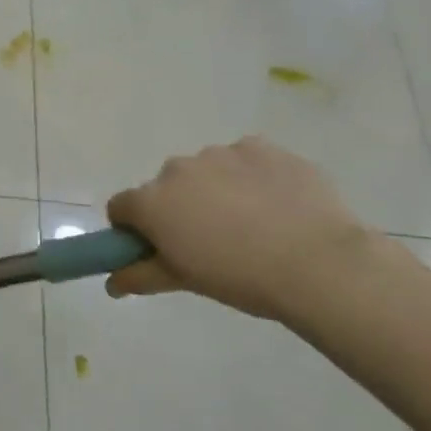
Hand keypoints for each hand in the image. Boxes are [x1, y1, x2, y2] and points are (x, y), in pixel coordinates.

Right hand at [105, 139, 373, 323]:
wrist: (318, 263)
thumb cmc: (240, 278)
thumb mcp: (185, 281)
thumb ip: (141, 276)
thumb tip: (111, 283)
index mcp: (152, 202)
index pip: (122, 207)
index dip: (134, 228)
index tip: (157, 247)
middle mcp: (178, 169)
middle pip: (165, 187)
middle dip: (178, 208)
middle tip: (211, 240)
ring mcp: (221, 153)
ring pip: (206, 171)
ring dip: (215, 190)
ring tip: (252, 223)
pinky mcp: (260, 147)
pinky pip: (244, 159)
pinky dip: (251, 177)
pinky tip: (276, 204)